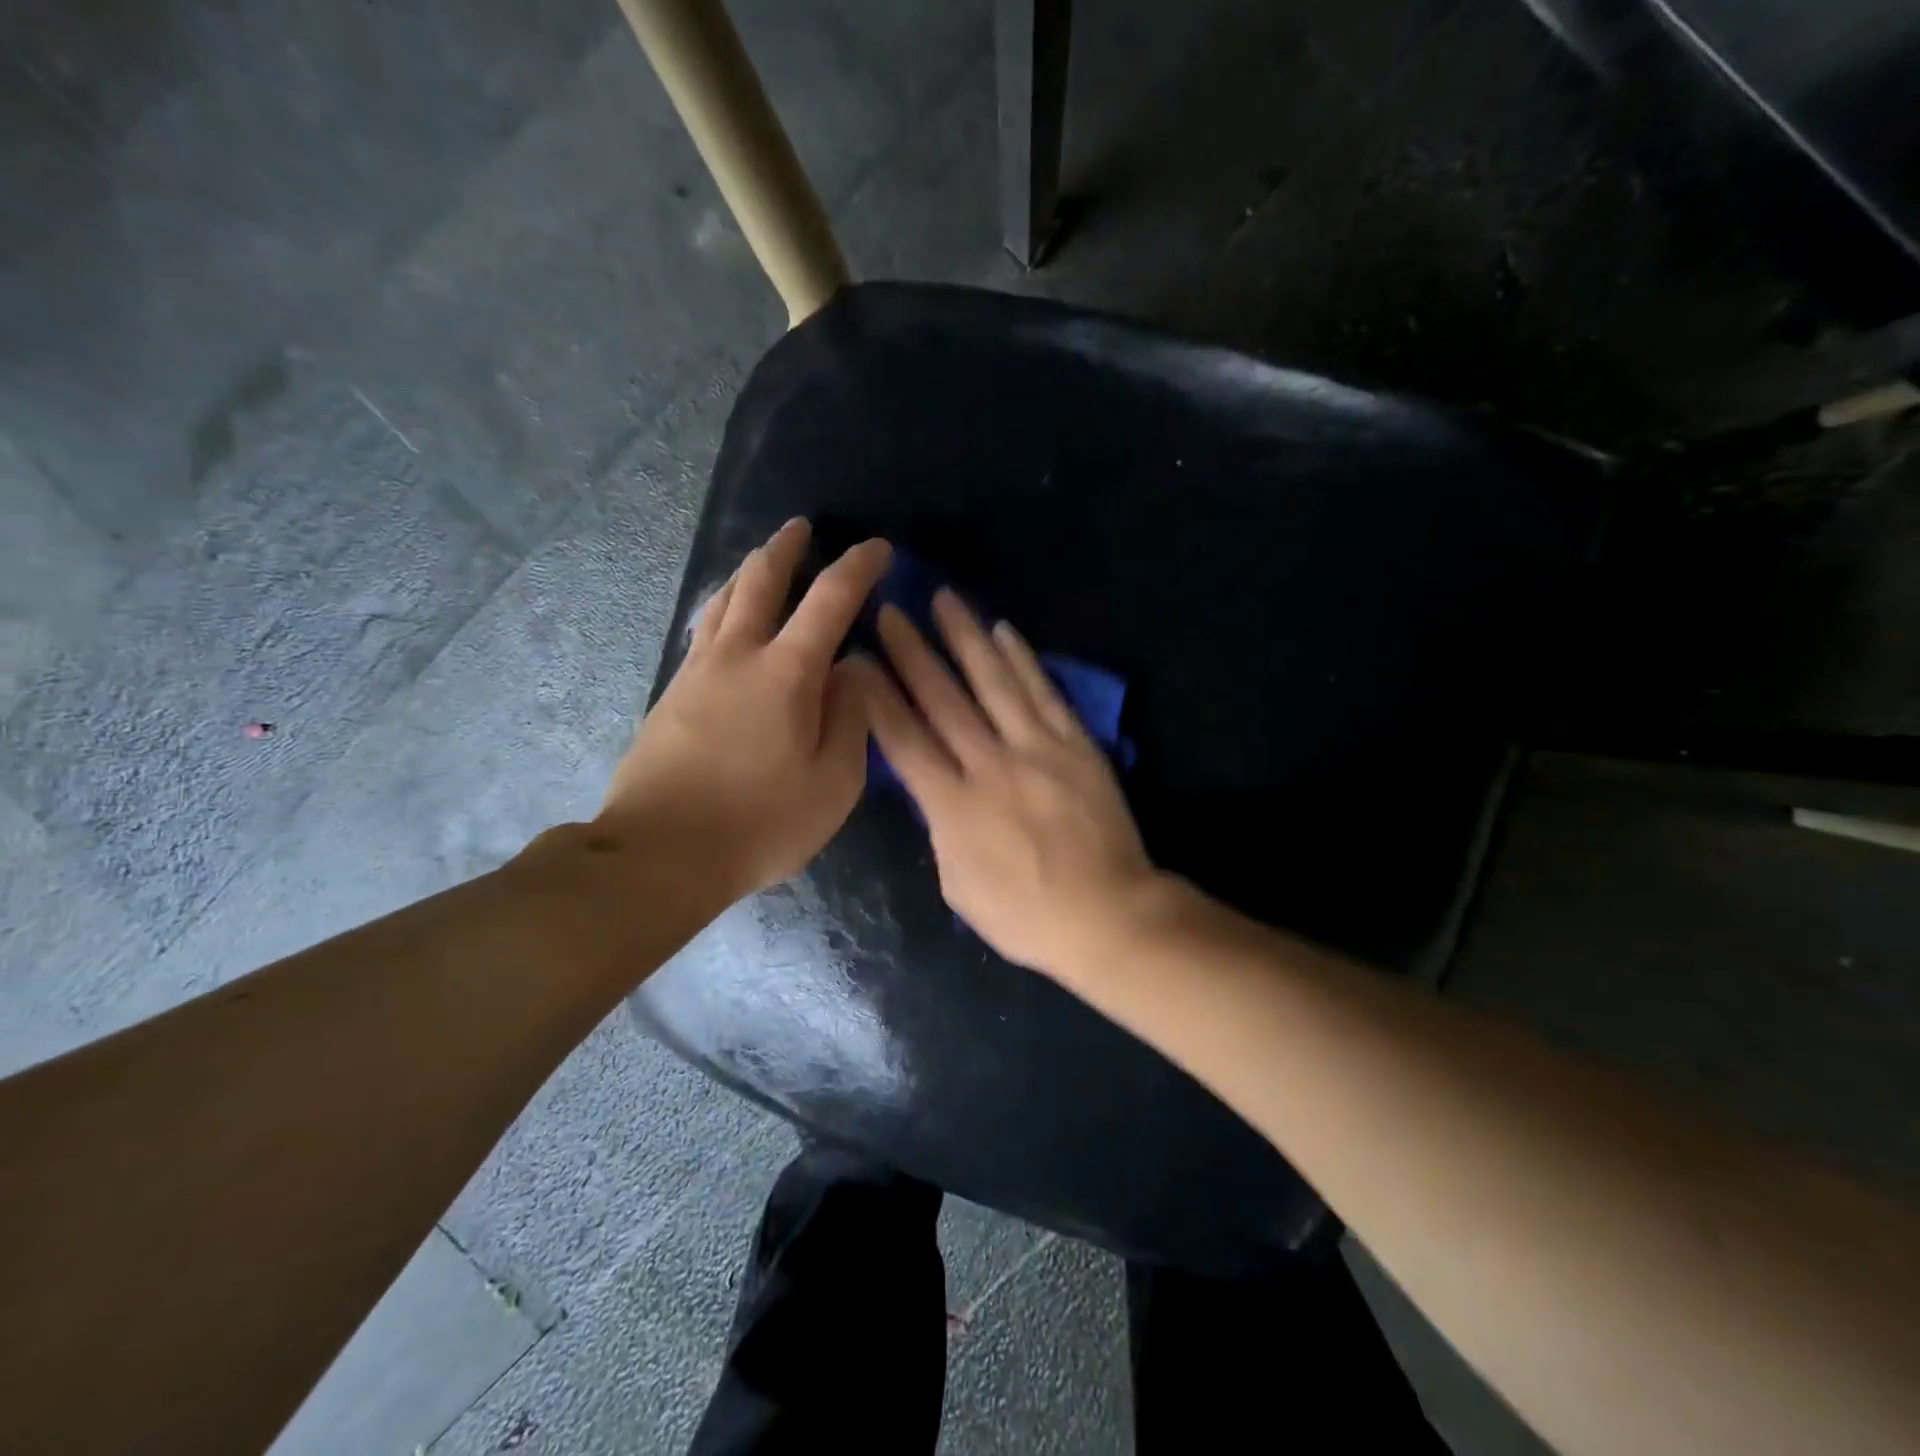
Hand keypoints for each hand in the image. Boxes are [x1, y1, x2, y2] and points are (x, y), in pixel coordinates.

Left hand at [600, 519, 890, 905]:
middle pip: (759, 581)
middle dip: (785, 548)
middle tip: (801, 528)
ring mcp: (696, 673)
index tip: (878, 549)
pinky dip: (722, 612)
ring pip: (721, 602)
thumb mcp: (834, 782)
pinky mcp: (670, 697)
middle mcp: (738, 656)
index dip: (858, 567)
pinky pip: (702, 634)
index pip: (830, 599)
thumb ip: (850, 718)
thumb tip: (851, 671)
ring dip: (746, 573)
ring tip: (761, 562)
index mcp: (787, 672)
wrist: (660, 854)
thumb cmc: (761, 822)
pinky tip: (725, 623)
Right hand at [853, 589, 1159, 977]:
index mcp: (952, 806)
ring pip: (994, 682)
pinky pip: (1044, 693)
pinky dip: (1023, 660)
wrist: (1106, 915)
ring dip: (965, 638)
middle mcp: (989, 765)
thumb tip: (934, 788)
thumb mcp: (957, 884)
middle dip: (912, 652)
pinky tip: (1004, 631)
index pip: (904, 739)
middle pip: (942, 698)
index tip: (857, 659)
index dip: (877, 697)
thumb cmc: (1024, 915)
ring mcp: (1036, 749)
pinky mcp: (1075, 745)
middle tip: (890, 611)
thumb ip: (939, 828)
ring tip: (944, 599)